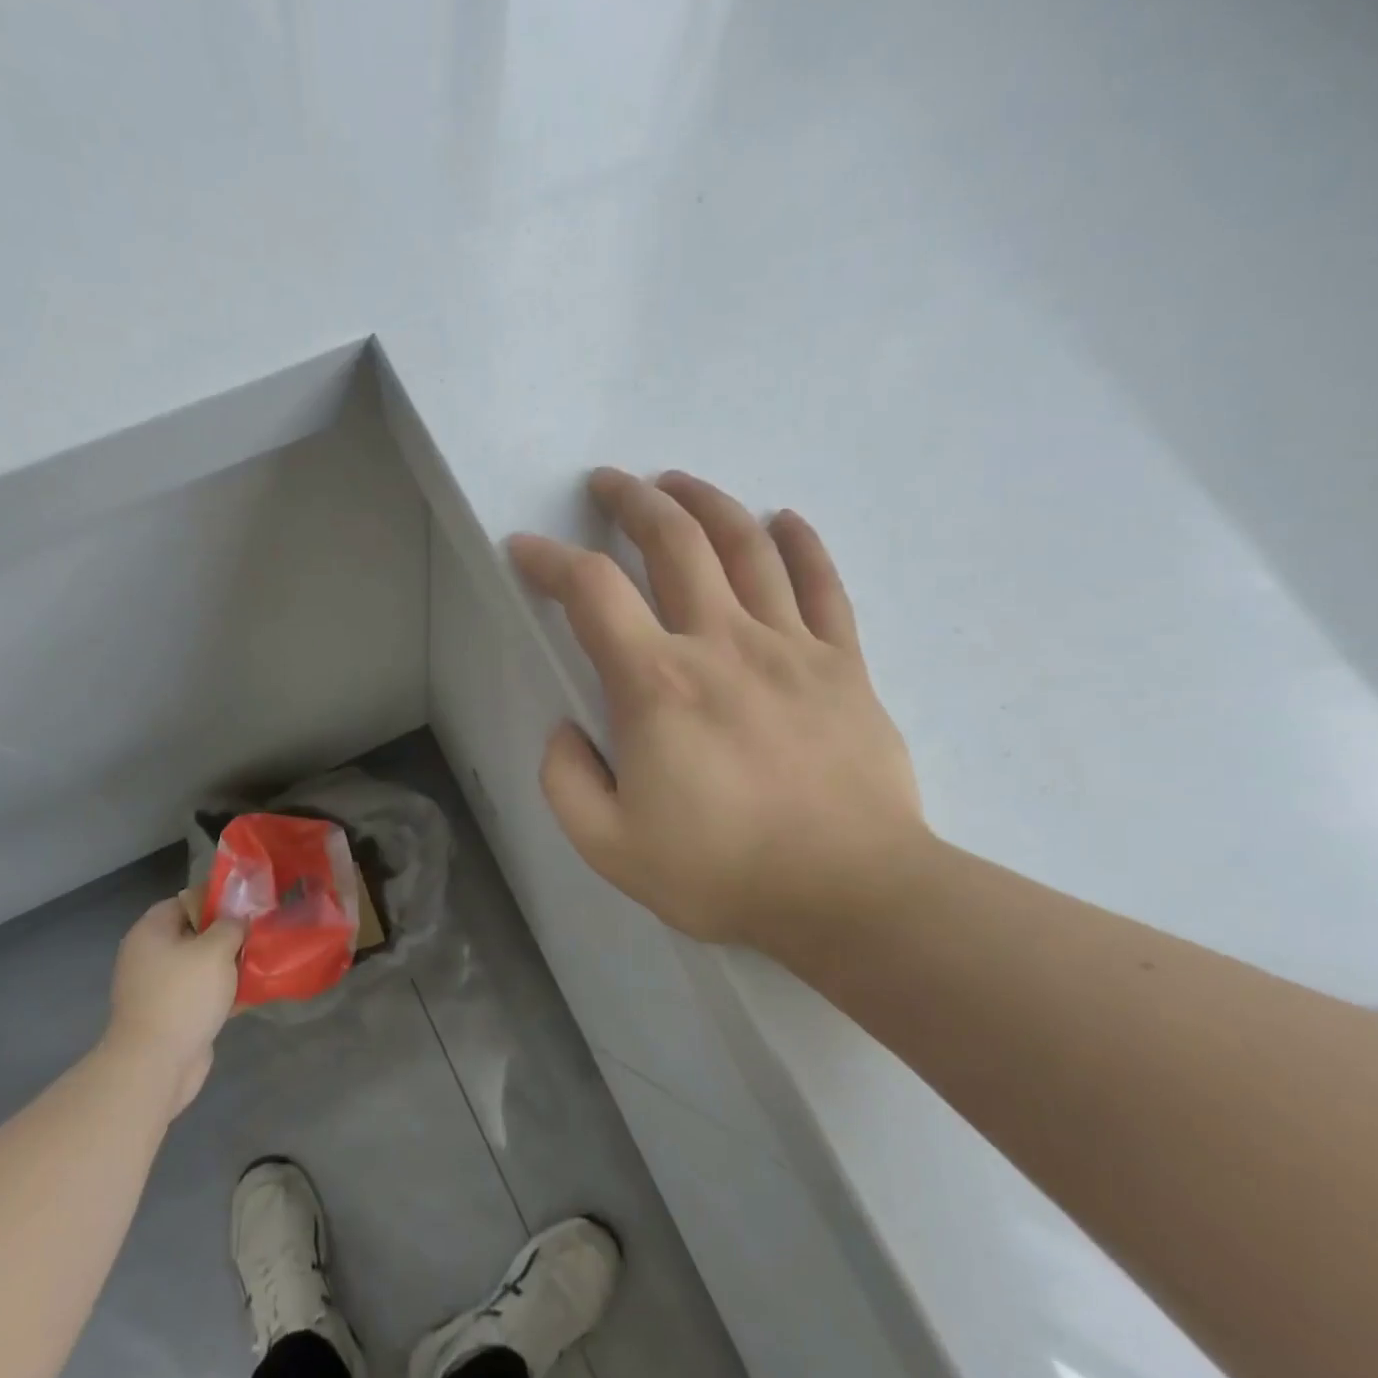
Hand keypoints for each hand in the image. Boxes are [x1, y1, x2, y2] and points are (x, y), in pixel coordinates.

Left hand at [103, 899, 244, 1114]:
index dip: (218, 898)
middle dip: (228, 934)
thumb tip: (238, 920)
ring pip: (201, 965)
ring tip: (262, 960)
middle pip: (195, 933)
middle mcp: (150, 955)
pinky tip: (252, 992)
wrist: (155, 1065)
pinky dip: (224, 991)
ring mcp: (159, 988)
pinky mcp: (171, 1015)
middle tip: (260, 932)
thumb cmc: (183, 995)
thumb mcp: (216, 949)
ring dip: (229, 964)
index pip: (186, 900)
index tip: (249, 904)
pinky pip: (202, 993)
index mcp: (152, 931)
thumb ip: (231, 925)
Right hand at [509, 468, 925, 958]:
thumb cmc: (724, 871)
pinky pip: (823, 584)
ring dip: (706, 503)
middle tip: (608, 483)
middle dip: (632, 501)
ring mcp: (791, 646)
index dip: (549, 559)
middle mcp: (721, 643)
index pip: (591, 591)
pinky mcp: (844, 664)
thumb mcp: (608, 846)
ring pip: (747, 545)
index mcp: (657, 684)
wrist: (852, 895)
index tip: (525, 547)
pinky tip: (783, 520)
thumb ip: (566, 780)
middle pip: (675, 542)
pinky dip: (801, 543)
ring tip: (678, 483)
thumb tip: (567, 728)